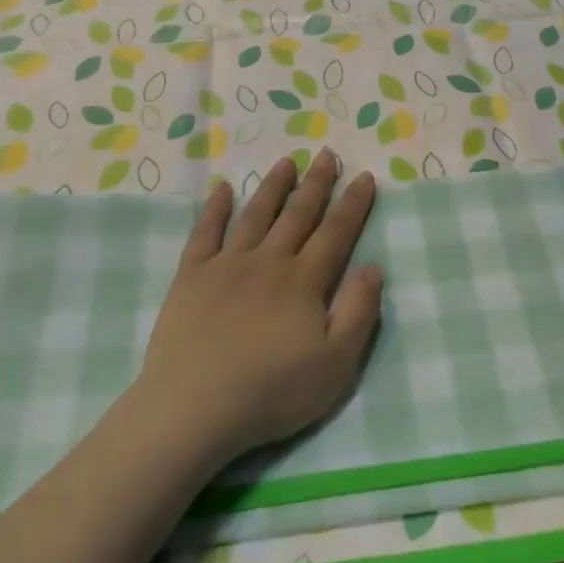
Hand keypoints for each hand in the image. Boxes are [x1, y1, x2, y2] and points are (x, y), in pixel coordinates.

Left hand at [135, 152, 382, 462]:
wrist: (194, 409)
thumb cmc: (273, 391)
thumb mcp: (336, 364)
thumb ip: (359, 312)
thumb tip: (372, 266)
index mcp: (304, 281)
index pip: (336, 232)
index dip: (353, 203)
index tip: (364, 176)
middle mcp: (269, 261)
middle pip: (298, 214)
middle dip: (316, 183)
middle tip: (327, 153)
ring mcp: (227, 265)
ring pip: (256, 215)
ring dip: (273, 187)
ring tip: (287, 162)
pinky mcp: (191, 277)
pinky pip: (205, 233)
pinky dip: (215, 209)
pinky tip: (222, 189)